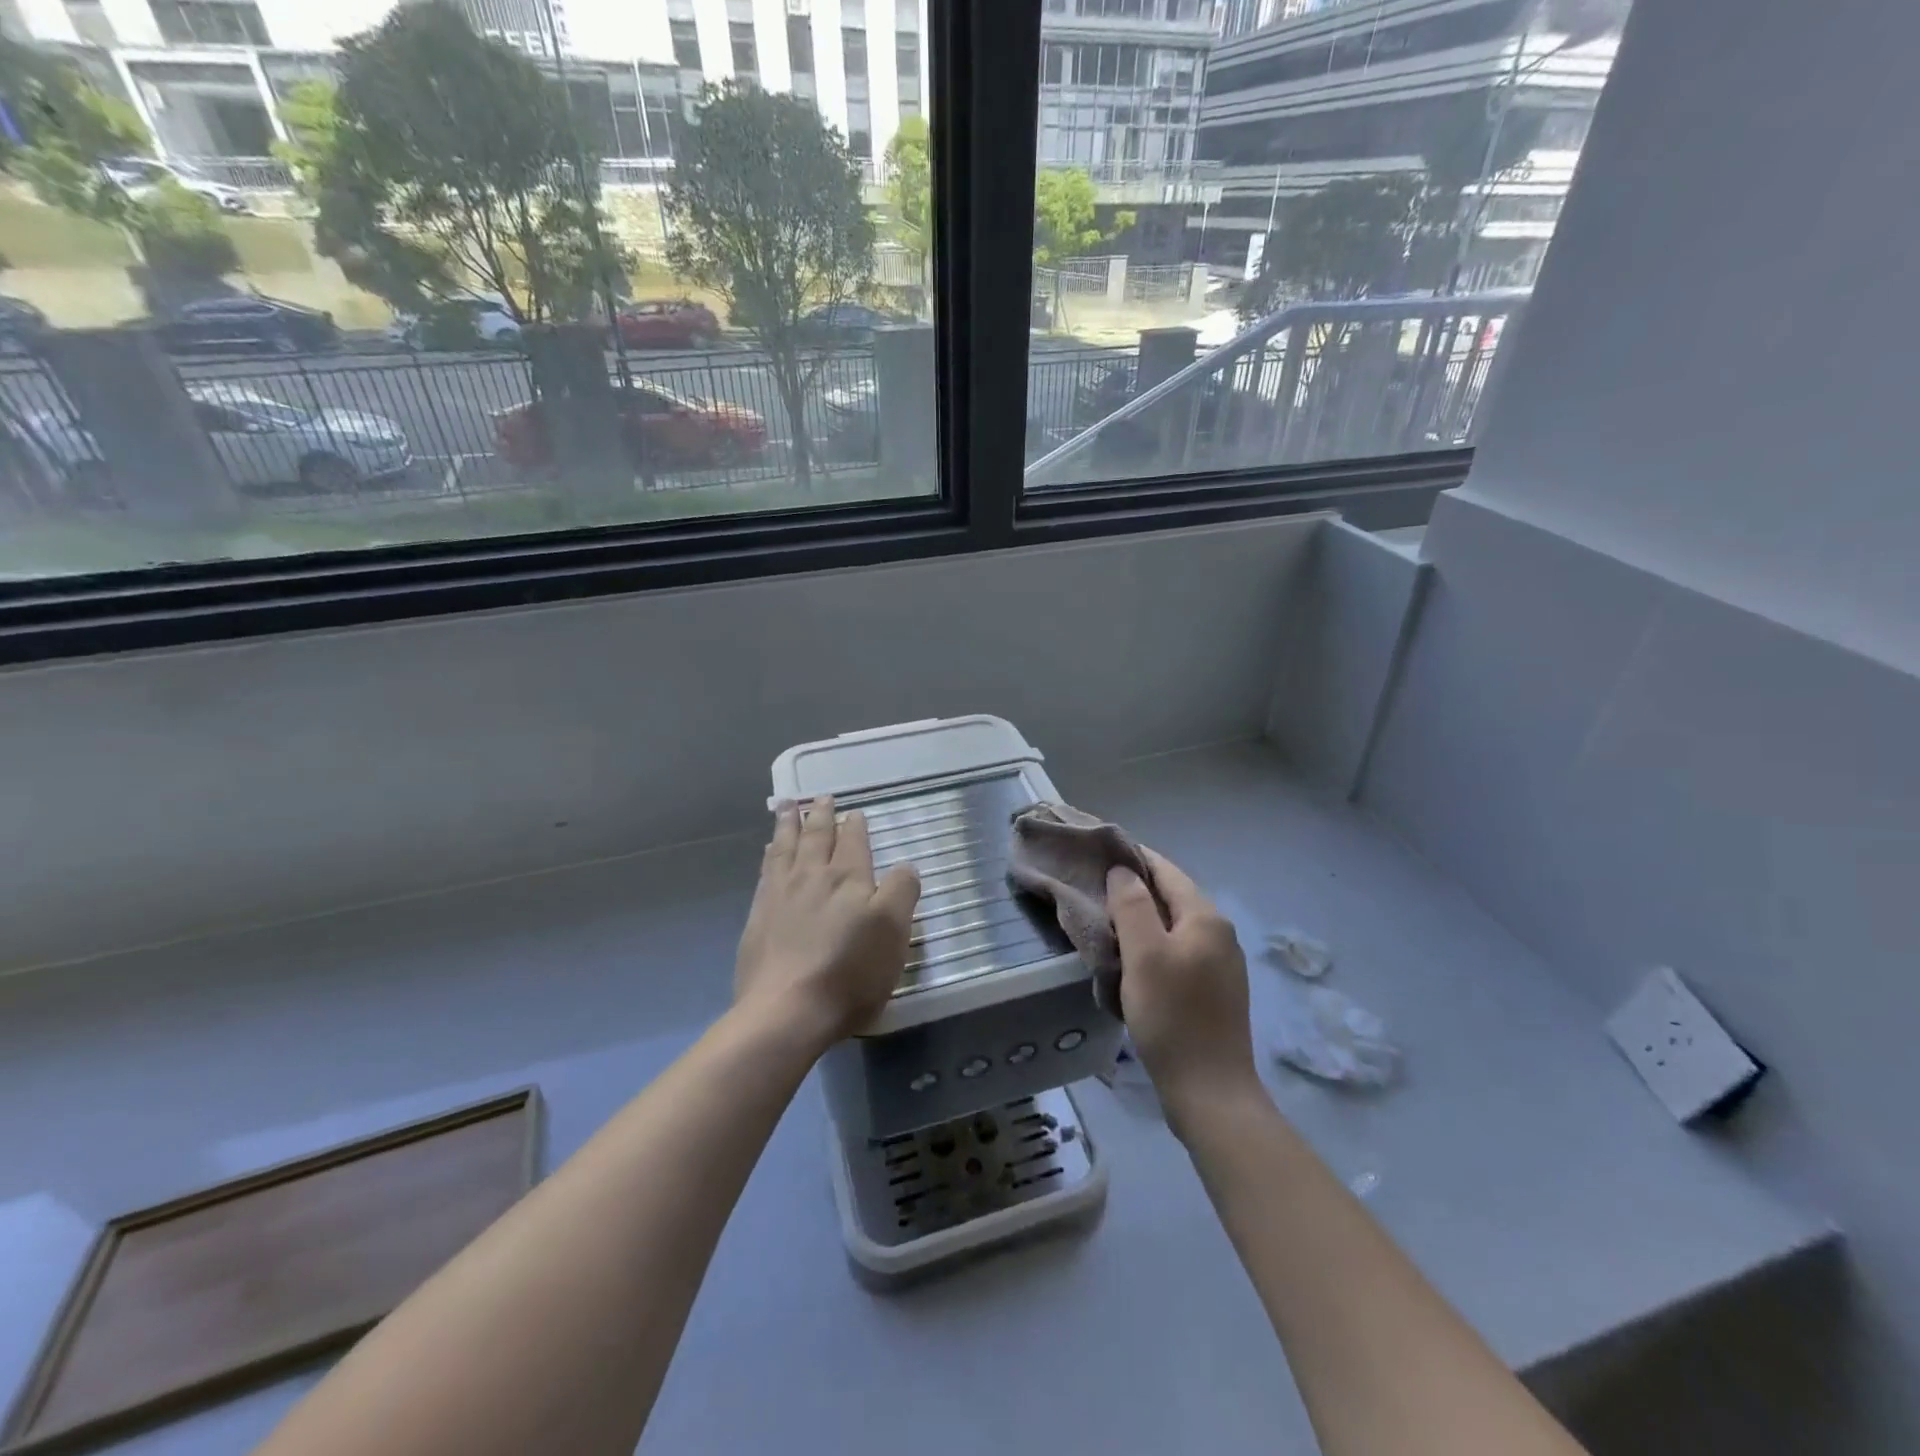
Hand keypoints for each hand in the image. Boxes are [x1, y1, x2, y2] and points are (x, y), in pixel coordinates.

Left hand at [735, 796, 921, 1048]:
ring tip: (788, 807)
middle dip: (820, 815)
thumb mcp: (894, 932)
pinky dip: (770, 854)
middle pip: (816, 837)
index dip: (855, 825)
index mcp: (848, 878)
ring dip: (788, 824)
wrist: (787, 1010)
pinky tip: (770, 852)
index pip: (853, 841)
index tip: (854, 812)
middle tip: (821, 798)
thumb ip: (901, 892)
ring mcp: (780, 895)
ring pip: (785, 847)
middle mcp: (812, 877)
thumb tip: (904, 866)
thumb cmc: (850, 972)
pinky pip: (766, 871)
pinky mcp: (757, 918)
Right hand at [1108, 848, 1260, 1126]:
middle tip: (1093, 888)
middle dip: (1135, 889)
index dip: (1133, 858)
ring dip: (1142, 920)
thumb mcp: (1144, 955)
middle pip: (1172, 897)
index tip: (1099, 852)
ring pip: (1174, 927)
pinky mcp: (1214, 991)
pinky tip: (1130, 960)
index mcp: (1206, 918)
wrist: (1210, 1091)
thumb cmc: (1172, 1016)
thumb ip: (1132, 906)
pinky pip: (1178, 952)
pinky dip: (1152, 946)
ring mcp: (1221, 965)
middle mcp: (1220, 934)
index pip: (1166, 871)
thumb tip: (1122, 871)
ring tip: (1105, 922)